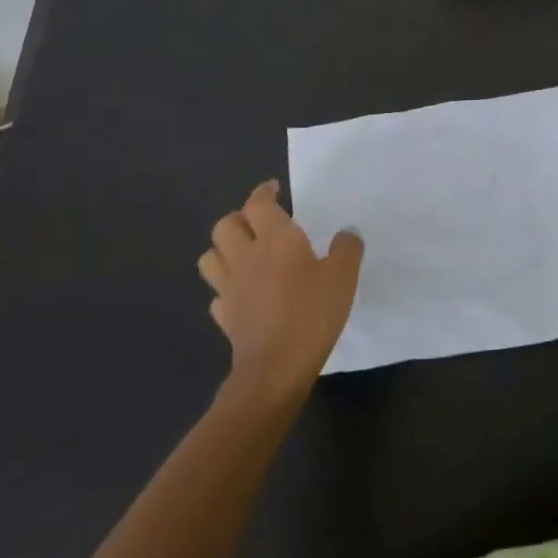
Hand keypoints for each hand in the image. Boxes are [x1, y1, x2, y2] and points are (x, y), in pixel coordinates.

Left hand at [197, 179, 362, 395]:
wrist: (275, 368)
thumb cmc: (312, 313)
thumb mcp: (343, 277)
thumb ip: (347, 249)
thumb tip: (346, 232)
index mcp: (276, 239)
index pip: (259, 204)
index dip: (264, 192)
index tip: (273, 189)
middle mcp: (246, 257)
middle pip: (226, 225)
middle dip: (240, 217)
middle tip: (260, 222)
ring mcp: (230, 288)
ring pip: (211, 256)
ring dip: (224, 248)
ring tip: (244, 252)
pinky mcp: (225, 317)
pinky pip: (217, 293)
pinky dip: (226, 287)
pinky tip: (242, 293)